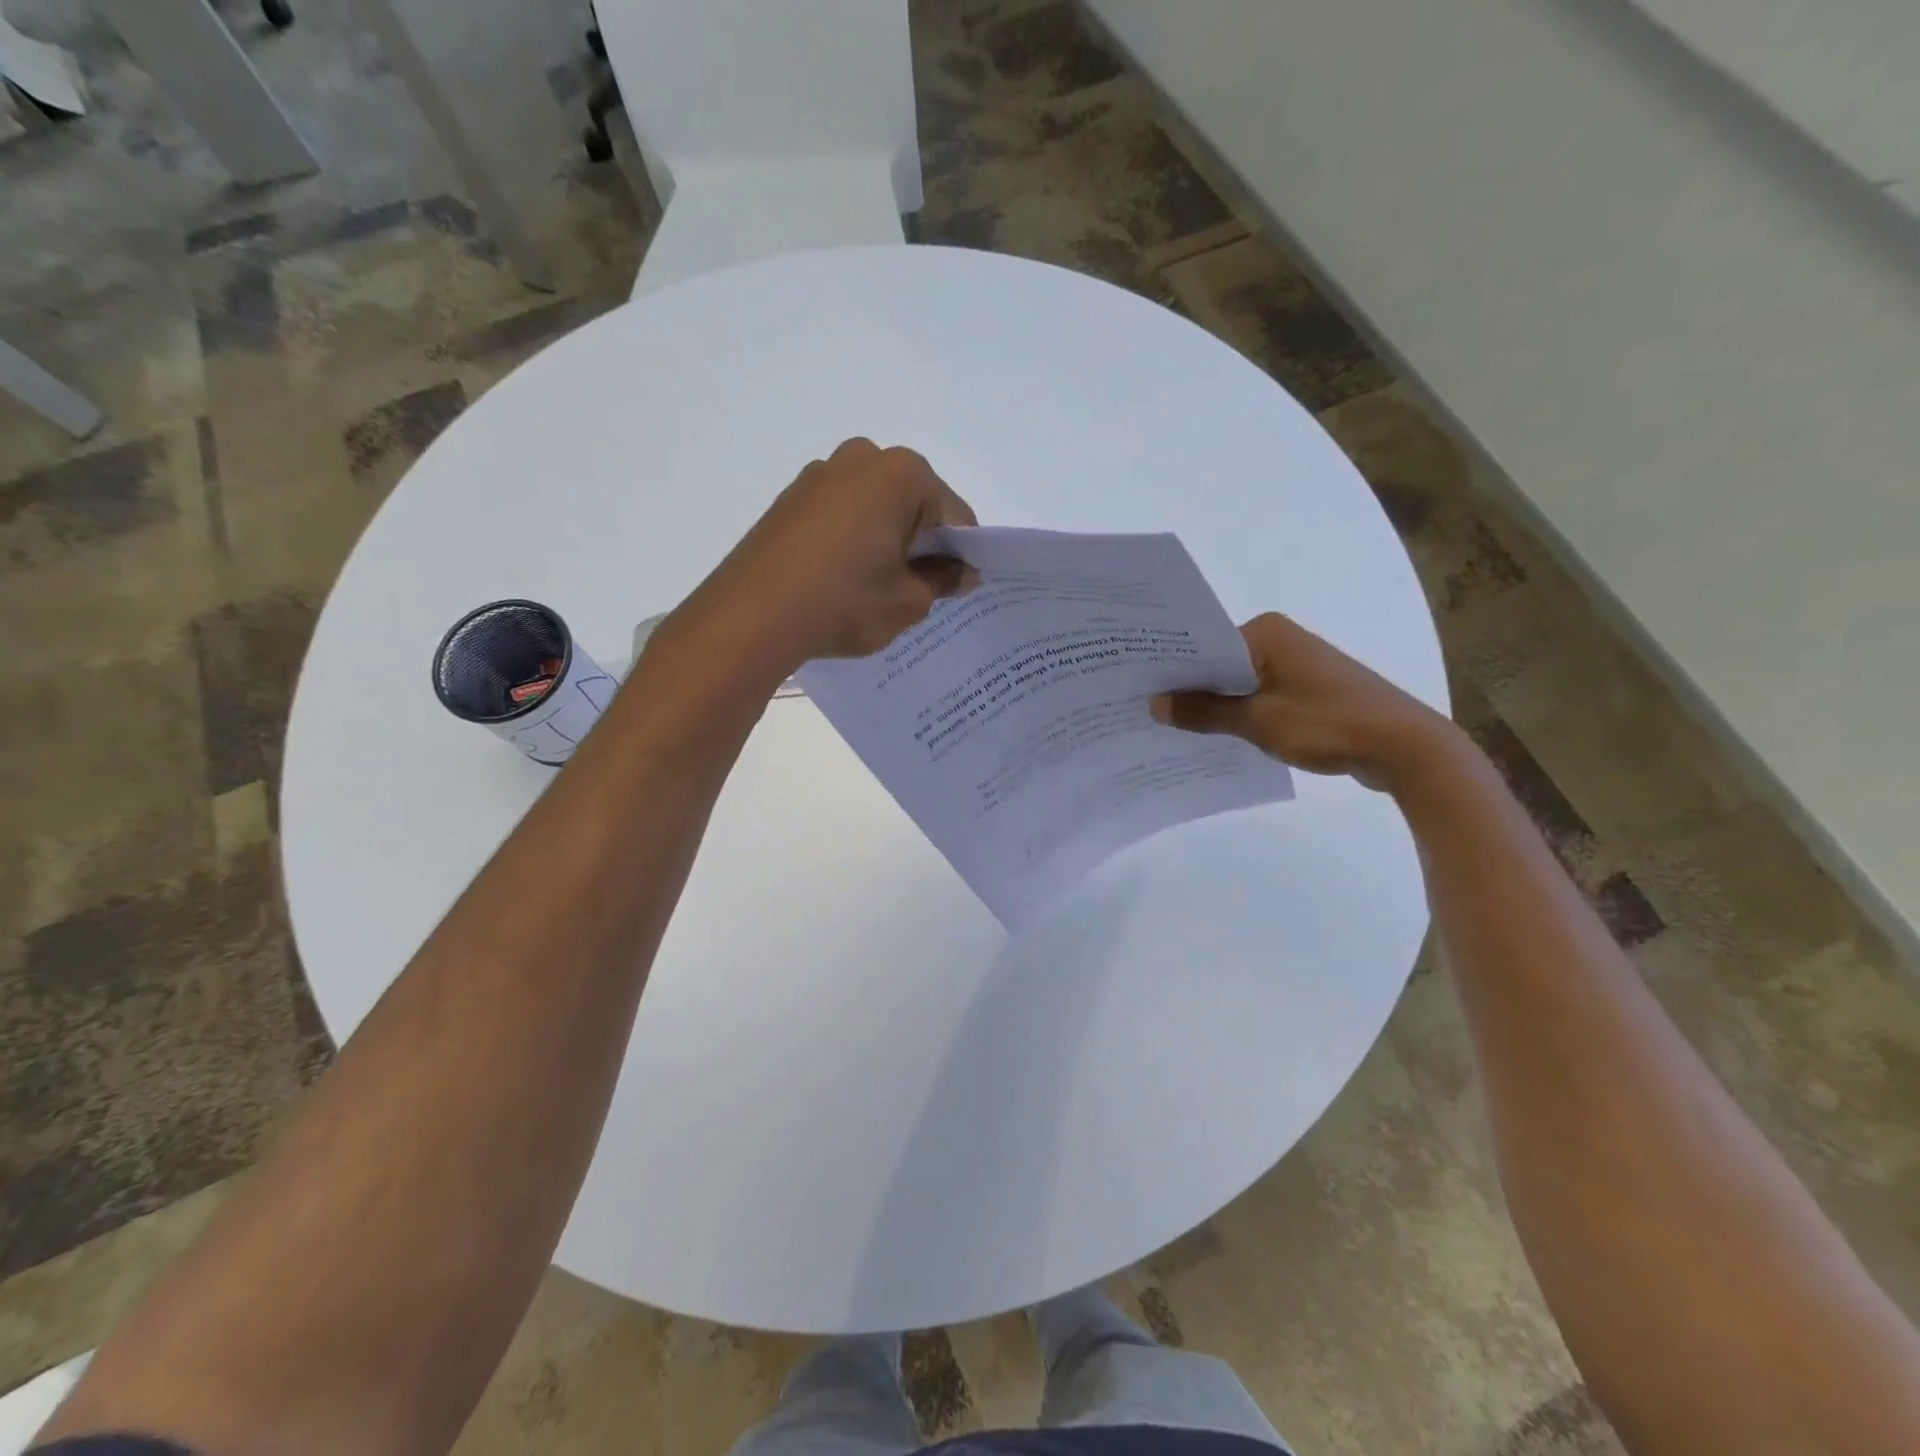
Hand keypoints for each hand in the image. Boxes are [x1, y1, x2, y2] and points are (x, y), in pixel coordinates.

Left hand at [680, 438, 978, 668]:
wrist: (752, 615)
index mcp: (902, 474)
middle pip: (913, 503)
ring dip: (886, 540)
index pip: (954, 515)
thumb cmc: (845, 602)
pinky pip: (842, 514)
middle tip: (919, 588)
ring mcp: (821, 474)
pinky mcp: (791, 497)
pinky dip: (854, 539)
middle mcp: (862, 458)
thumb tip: (963, 572)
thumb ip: (943, 580)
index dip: (961, 553)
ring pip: (876, 507)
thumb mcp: (908, 601)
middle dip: (922, 542)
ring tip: (876, 587)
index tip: (958, 586)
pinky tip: (844, 578)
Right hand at [1150, 612, 1460, 793]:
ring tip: (1171, 726)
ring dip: (1215, 704)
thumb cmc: (1327, 723)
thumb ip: (1204, 712)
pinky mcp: (1309, 690)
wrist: (1405, 747)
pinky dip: (1241, 713)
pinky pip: (1261, 697)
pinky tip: (1216, 735)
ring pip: (1240, 683)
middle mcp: (1280, 639)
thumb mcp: (1257, 721)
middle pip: (1219, 663)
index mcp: (1266, 632)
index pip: (1203, 646)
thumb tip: (1154, 705)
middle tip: (1144, 710)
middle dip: (1189, 688)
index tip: (1136, 690)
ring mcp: (1297, 664)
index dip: (1171, 670)